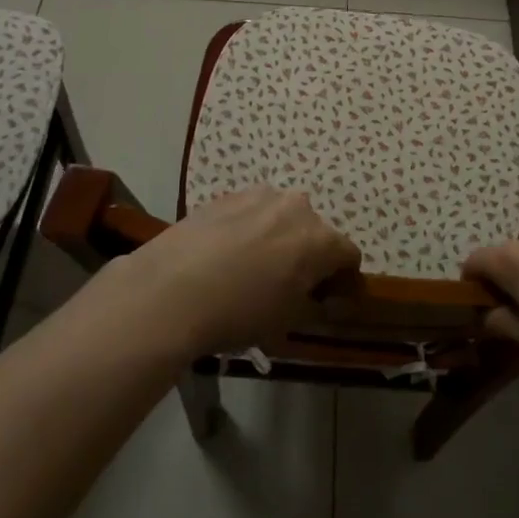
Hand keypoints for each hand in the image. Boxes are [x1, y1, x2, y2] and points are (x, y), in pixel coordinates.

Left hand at [107, 187, 360, 356]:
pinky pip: (250, 212)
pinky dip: (247, 229)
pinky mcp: (227, 195)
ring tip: (250, 267)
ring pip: (281, 217)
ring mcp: (260, 195)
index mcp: (320, 239)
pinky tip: (224, 255)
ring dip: (277, 237)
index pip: (348, 256)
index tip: (326, 299)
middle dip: (308, 254)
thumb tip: (319, 298)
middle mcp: (297, 207)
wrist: (169, 290)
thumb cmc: (238, 313)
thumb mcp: (286, 322)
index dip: (342, 279)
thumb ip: (313, 304)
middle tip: (287, 284)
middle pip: (315, 231)